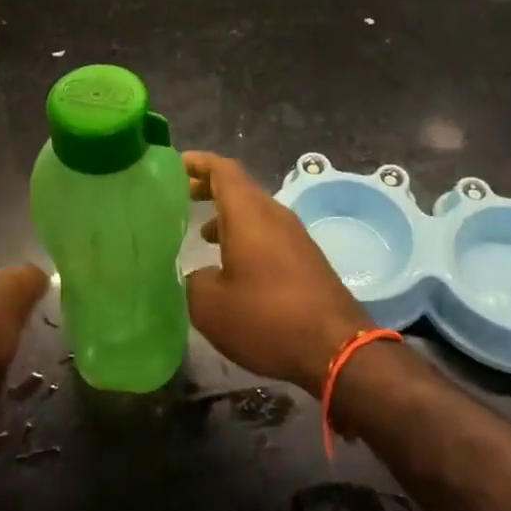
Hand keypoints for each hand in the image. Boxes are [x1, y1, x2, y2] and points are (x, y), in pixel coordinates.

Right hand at [184, 151, 370, 394]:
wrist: (336, 347)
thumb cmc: (266, 318)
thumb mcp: (210, 306)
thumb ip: (193, 281)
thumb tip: (195, 274)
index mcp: (248, 213)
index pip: (222, 169)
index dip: (198, 162)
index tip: (175, 164)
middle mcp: (274, 215)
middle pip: (239, 187)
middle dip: (209, 188)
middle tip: (180, 196)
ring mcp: (294, 236)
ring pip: (254, 212)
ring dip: (227, 216)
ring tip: (200, 233)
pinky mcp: (306, 258)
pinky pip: (268, 233)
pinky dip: (245, 236)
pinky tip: (232, 265)